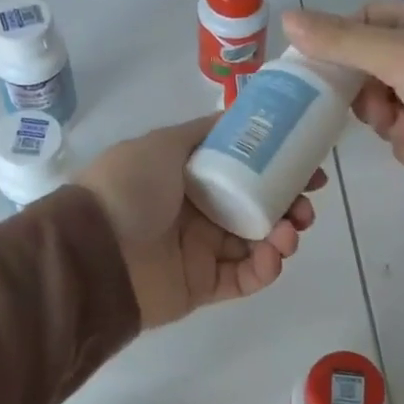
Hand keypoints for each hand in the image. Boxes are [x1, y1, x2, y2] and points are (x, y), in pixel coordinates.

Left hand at [78, 117, 323, 329]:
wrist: (93, 253)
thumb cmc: (128, 189)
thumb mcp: (163, 144)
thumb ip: (203, 133)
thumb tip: (239, 116)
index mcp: (189, 177)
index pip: (245, 171)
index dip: (279, 169)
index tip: (310, 169)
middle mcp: (197, 212)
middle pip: (257, 208)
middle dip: (289, 205)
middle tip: (306, 207)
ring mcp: (201, 252)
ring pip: (256, 244)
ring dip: (283, 236)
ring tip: (291, 232)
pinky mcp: (203, 287)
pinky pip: (244, 278)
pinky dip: (265, 269)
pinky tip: (273, 256)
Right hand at [280, 2, 403, 231]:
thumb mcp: (398, 56)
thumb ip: (341, 42)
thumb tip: (288, 17)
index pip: (365, 22)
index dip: (340, 49)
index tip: (323, 81)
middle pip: (375, 70)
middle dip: (369, 98)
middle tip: (378, 113)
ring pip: (394, 107)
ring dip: (393, 127)